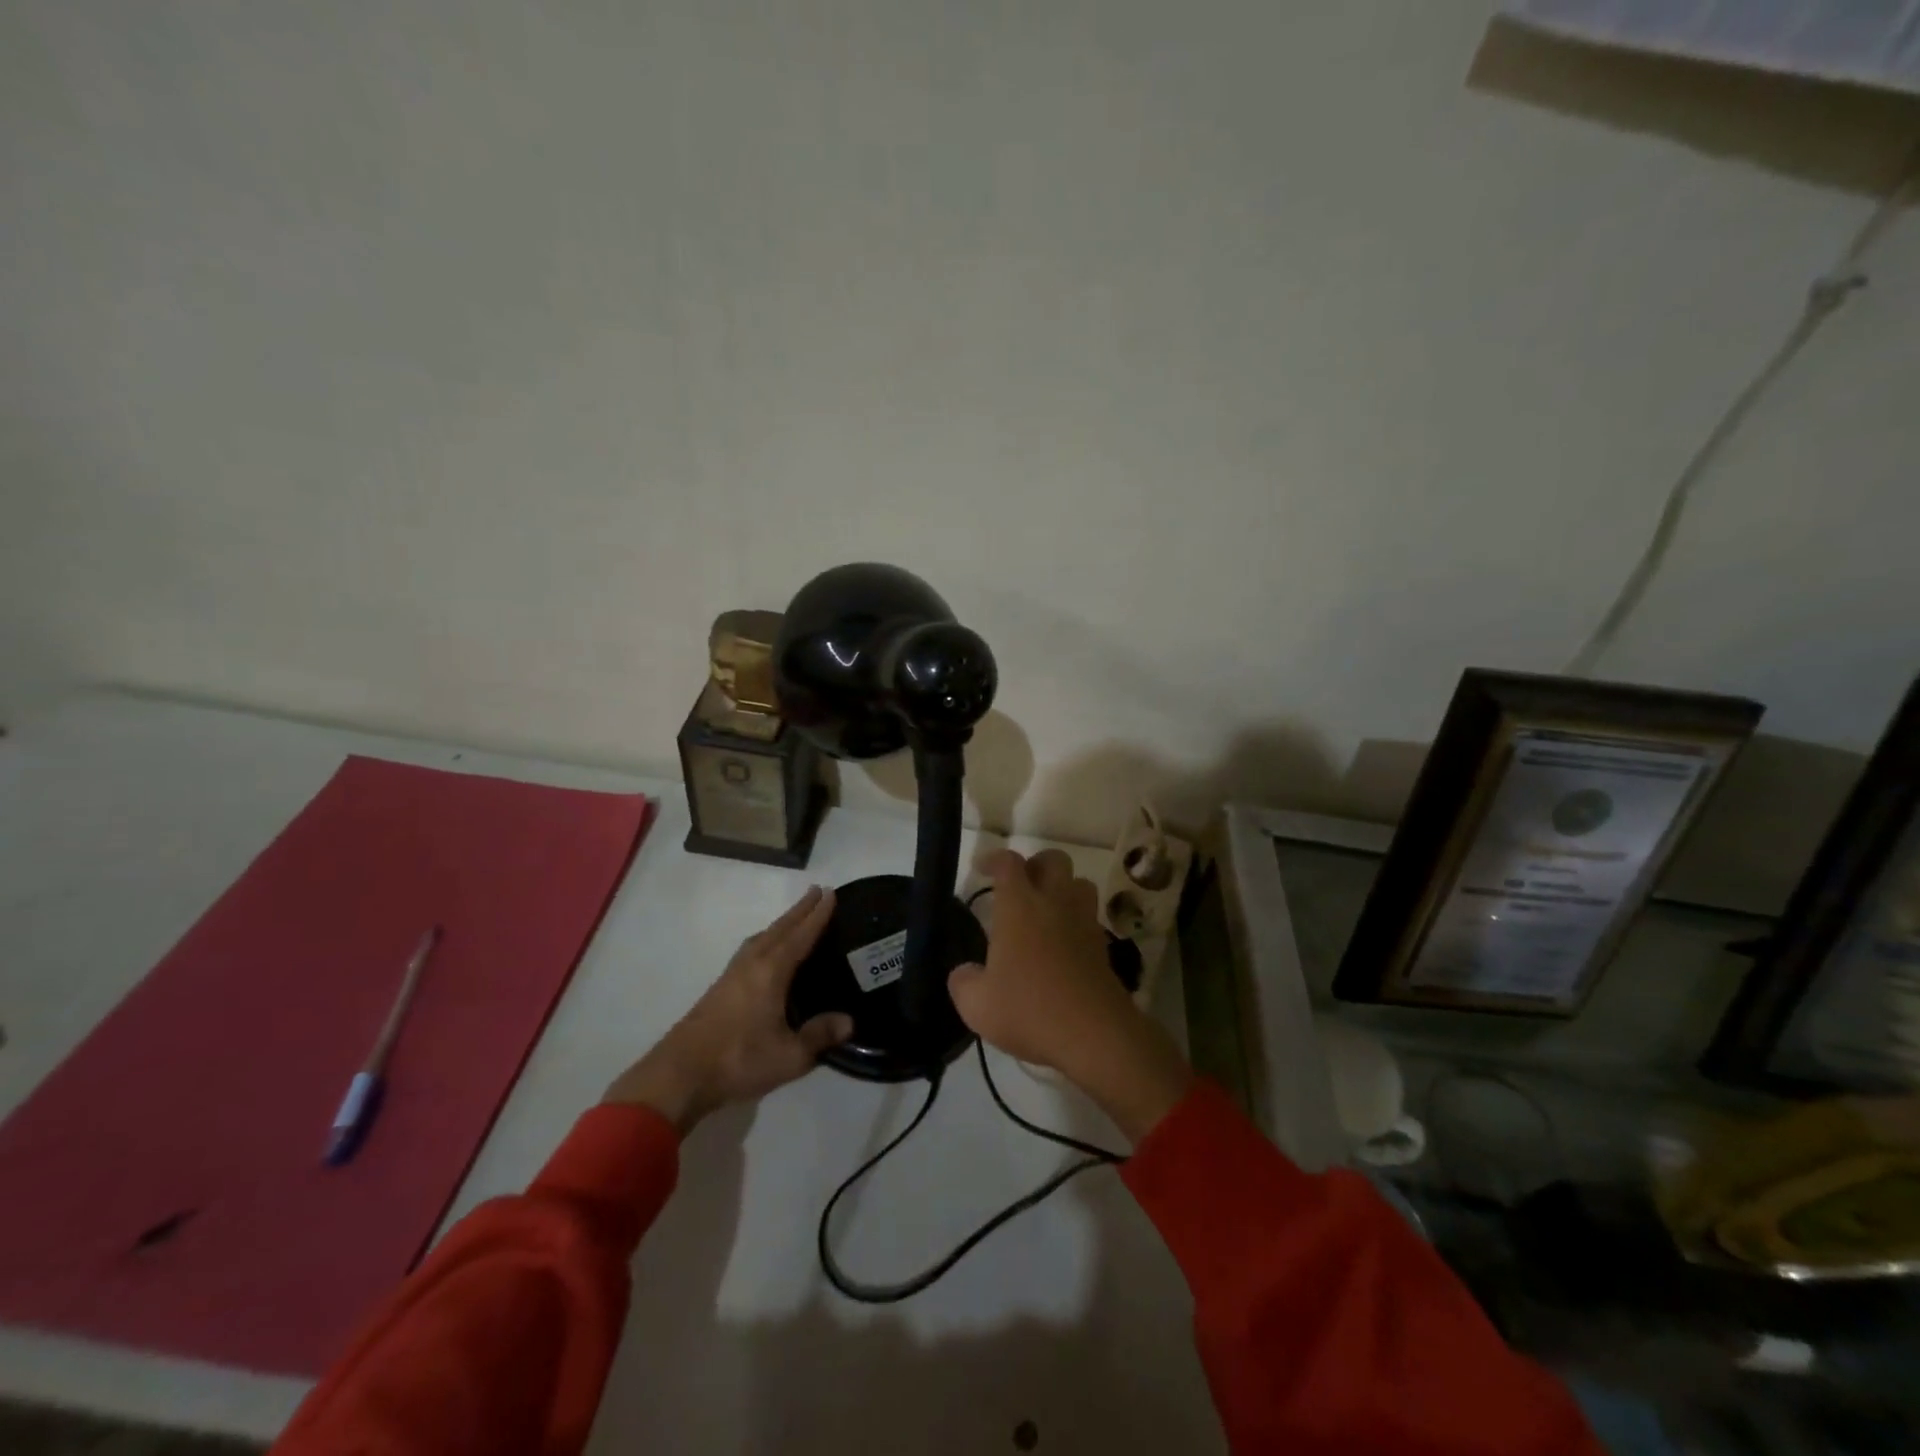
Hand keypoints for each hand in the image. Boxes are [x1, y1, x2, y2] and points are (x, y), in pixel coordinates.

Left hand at [604, 885, 851, 1133]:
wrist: (678, 1076)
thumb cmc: (738, 1060)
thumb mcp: (789, 1056)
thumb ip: (819, 1036)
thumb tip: (849, 1021)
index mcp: (771, 972)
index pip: (800, 936)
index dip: (817, 916)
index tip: (830, 893)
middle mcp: (751, 964)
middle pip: (779, 929)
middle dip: (799, 911)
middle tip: (817, 892)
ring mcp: (732, 975)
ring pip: (761, 938)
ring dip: (781, 924)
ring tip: (794, 919)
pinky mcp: (719, 989)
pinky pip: (750, 950)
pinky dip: (765, 940)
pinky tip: (765, 952)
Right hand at [948, 850, 1191, 1143]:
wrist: (1095, 1035)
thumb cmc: (1030, 1010)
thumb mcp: (977, 1005)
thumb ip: (963, 981)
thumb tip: (965, 972)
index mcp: (1020, 906)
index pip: (1009, 863)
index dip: (993, 858)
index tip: (982, 868)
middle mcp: (1055, 902)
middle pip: (1053, 860)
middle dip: (1035, 865)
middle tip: (1018, 888)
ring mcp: (1084, 922)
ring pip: (1080, 883)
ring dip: (1062, 888)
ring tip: (1045, 911)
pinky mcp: (1103, 946)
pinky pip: (1090, 916)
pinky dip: (1076, 919)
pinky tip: (1063, 944)